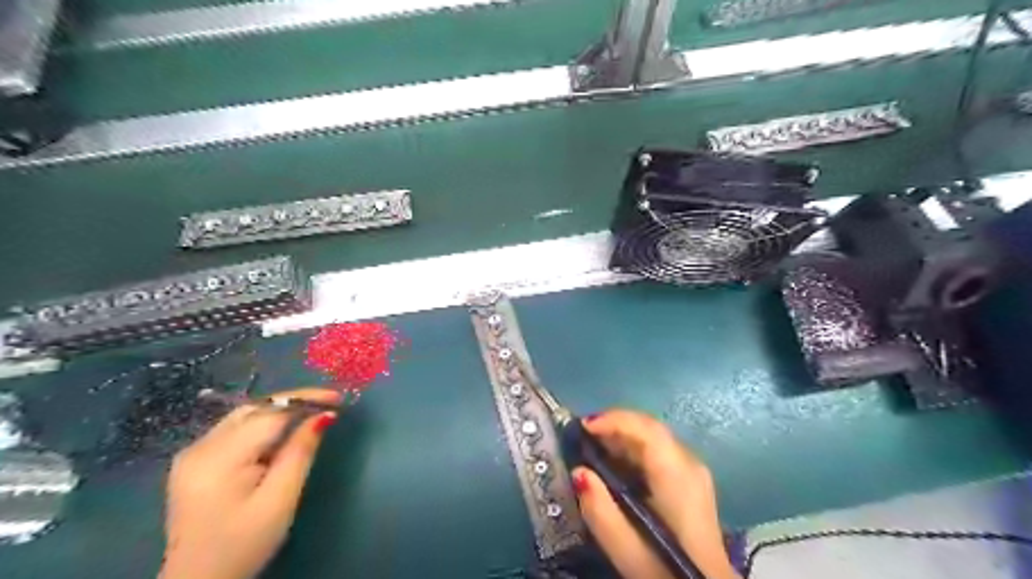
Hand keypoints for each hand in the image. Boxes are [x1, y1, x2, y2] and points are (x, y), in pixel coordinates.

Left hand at [160, 386, 341, 578]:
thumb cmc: (244, 545)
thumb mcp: (280, 500)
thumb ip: (300, 453)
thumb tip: (324, 415)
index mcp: (219, 459)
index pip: (270, 413)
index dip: (305, 400)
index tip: (338, 398)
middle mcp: (199, 447)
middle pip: (255, 409)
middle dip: (293, 402)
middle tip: (328, 404)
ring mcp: (192, 453)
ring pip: (244, 415)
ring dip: (279, 411)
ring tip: (310, 415)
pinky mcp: (193, 461)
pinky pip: (234, 429)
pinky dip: (263, 424)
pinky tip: (281, 435)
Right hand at [577, 410, 736, 578]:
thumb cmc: (666, 570)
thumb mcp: (627, 550)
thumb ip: (600, 510)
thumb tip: (578, 472)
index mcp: (677, 475)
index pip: (647, 429)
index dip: (614, 420)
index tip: (583, 425)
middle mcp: (689, 463)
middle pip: (650, 428)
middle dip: (614, 424)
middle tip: (581, 435)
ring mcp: (693, 470)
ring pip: (654, 436)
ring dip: (622, 435)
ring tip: (591, 446)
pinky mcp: (690, 479)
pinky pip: (658, 449)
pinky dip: (633, 448)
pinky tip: (615, 463)